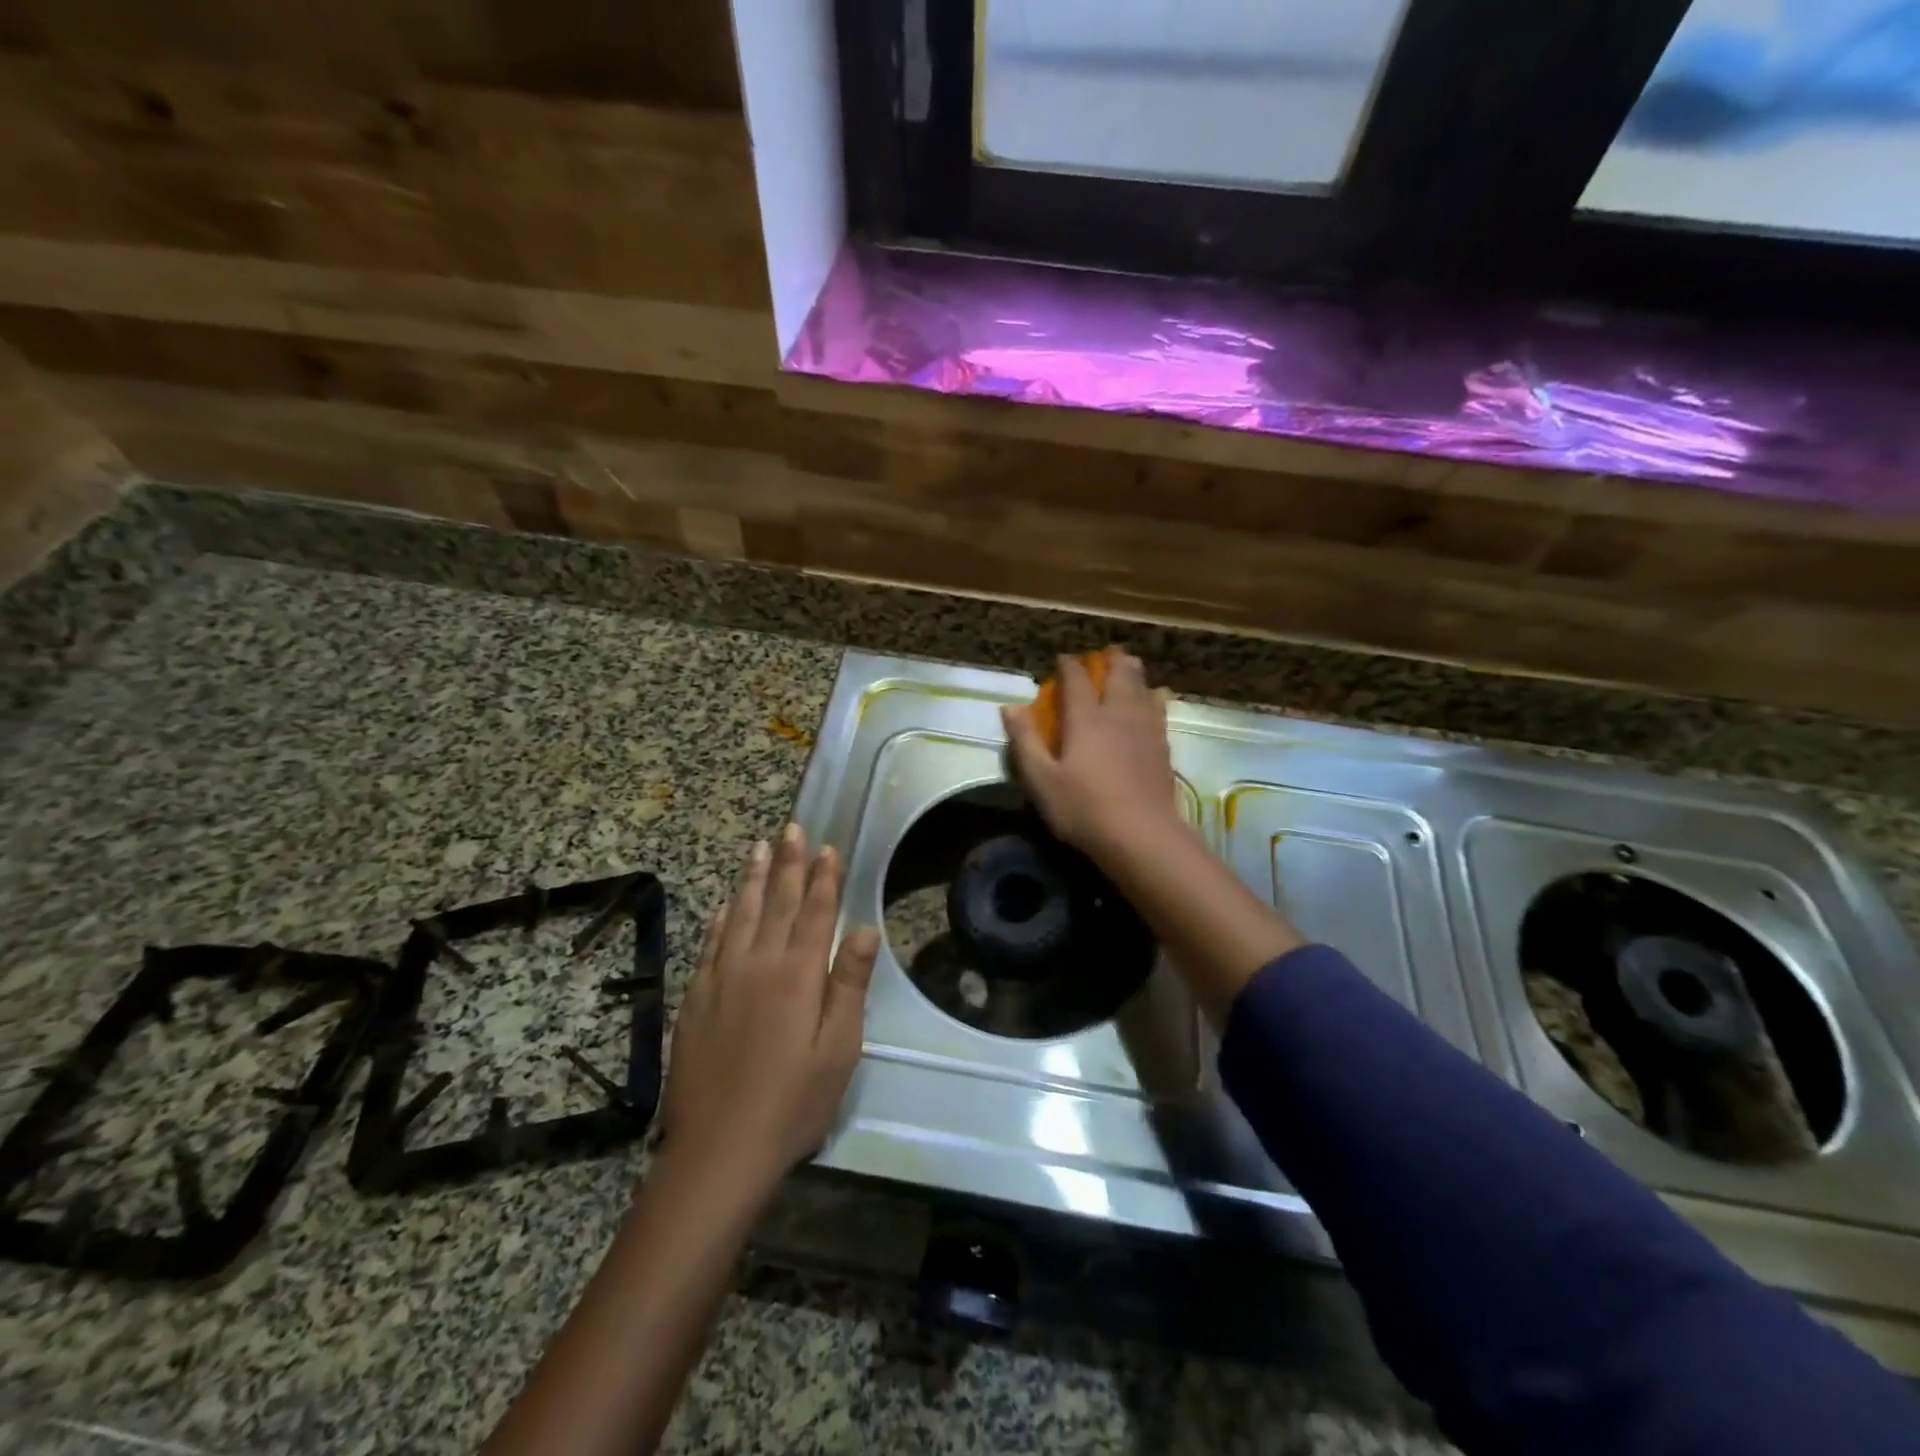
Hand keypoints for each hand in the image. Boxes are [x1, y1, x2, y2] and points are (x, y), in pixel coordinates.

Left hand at [660, 824, 880, 1202]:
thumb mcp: (839, 1049)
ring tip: (758, 848)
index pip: (814, 912)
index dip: (823, 877)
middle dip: (787, 863)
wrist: (718, 1150)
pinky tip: (723, 906)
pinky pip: (710, 944)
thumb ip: (849, 984)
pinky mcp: (695, 1000)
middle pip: (775, 902)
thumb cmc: (793, 1102)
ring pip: (738, 915)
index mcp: (797, 974)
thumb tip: (864, 929)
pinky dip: (719, 919)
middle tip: (791, 828)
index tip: (827, 846)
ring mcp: (720, 979)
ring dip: (751, 879)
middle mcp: (757, 964)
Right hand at [1002, 647, 1182, 861]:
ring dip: (1135, 673)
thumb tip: (1009, 708)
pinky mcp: (1163, 747)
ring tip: (1131, 666)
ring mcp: (1146, 729)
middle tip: (1107, 653)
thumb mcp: (1041, 780)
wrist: (1143, 835)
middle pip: (1119, 675)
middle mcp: (1118, 715)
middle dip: (1111, 660)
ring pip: (1144, 688)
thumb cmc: (1084, 808)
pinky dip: (1155, 697)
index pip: (1076, 681)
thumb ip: (1025, 742)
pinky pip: (1160, 710)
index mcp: (1086, 719)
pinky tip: (1157, 699)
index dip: (1069, 666)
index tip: (1063, 659)